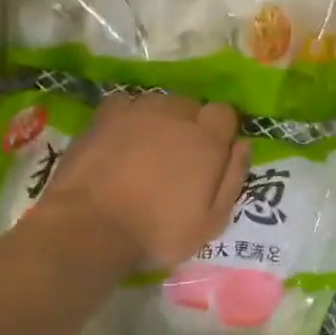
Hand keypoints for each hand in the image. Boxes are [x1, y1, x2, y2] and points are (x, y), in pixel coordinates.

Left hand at [38, 93, 249, 270]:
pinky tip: (123, 136)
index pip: (225, 112)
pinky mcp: (104, 117)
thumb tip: (243, 145)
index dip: (221, 130)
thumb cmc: (158, 232)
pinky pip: (126, 103)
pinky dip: (129, 115)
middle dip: (190, 124)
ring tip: (149, 146)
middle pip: (192, 105)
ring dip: (161, 118)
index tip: (214, 152)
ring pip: (159, 102)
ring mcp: (138, 112)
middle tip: (179, 155)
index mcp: (207, 141)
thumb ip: (233, 179)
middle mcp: (176, 116)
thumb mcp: (211, 221)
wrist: (92, 228)